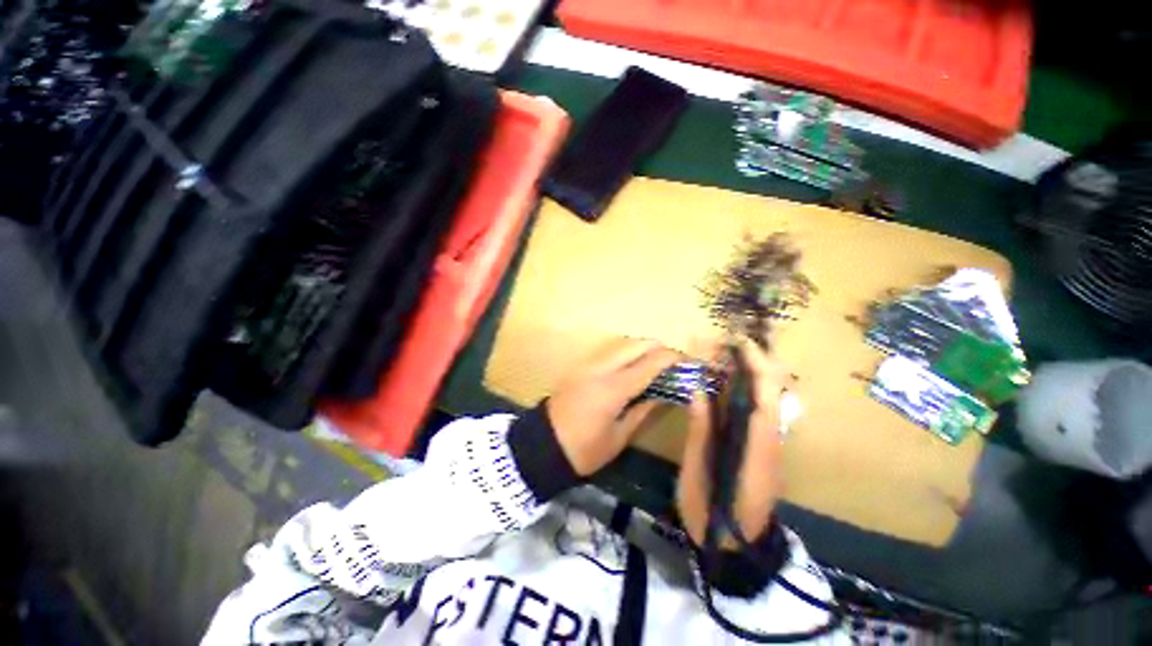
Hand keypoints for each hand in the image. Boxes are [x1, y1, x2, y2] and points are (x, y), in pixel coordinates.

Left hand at [546, 338, 682, 476]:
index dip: (671, 359)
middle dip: (658, 348)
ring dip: (642, 348)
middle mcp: (600, 368)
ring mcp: (588, 364)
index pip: (649, 363)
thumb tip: (664, 394)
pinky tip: (633, 367)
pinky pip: (610, 351)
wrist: (542, 445)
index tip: (688, 361)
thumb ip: (643, 410)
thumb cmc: (584, 450)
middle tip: (674, 362)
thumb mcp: (619, 436)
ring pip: (622, 344)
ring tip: (656, 364)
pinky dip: (627, 353)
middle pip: (635, 344)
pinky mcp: (581, 366)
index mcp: (612, 388)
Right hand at [676, 340, 792, 548]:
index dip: (755, 364)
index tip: (738, 341)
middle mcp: (769, 439)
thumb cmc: (713, 513)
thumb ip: (700, 430)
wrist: (734, 548)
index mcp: (758, 446)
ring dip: (745, 372)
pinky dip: (739, 389)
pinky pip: (752, 409)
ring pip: (763, 397)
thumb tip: (696, 389)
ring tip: (721, 353)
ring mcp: (766, 442)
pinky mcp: (758, 445)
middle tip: (727, 342)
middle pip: (772, 391)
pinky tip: (721, 381)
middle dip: (755, 360)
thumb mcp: (698, 471)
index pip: (765, 395)